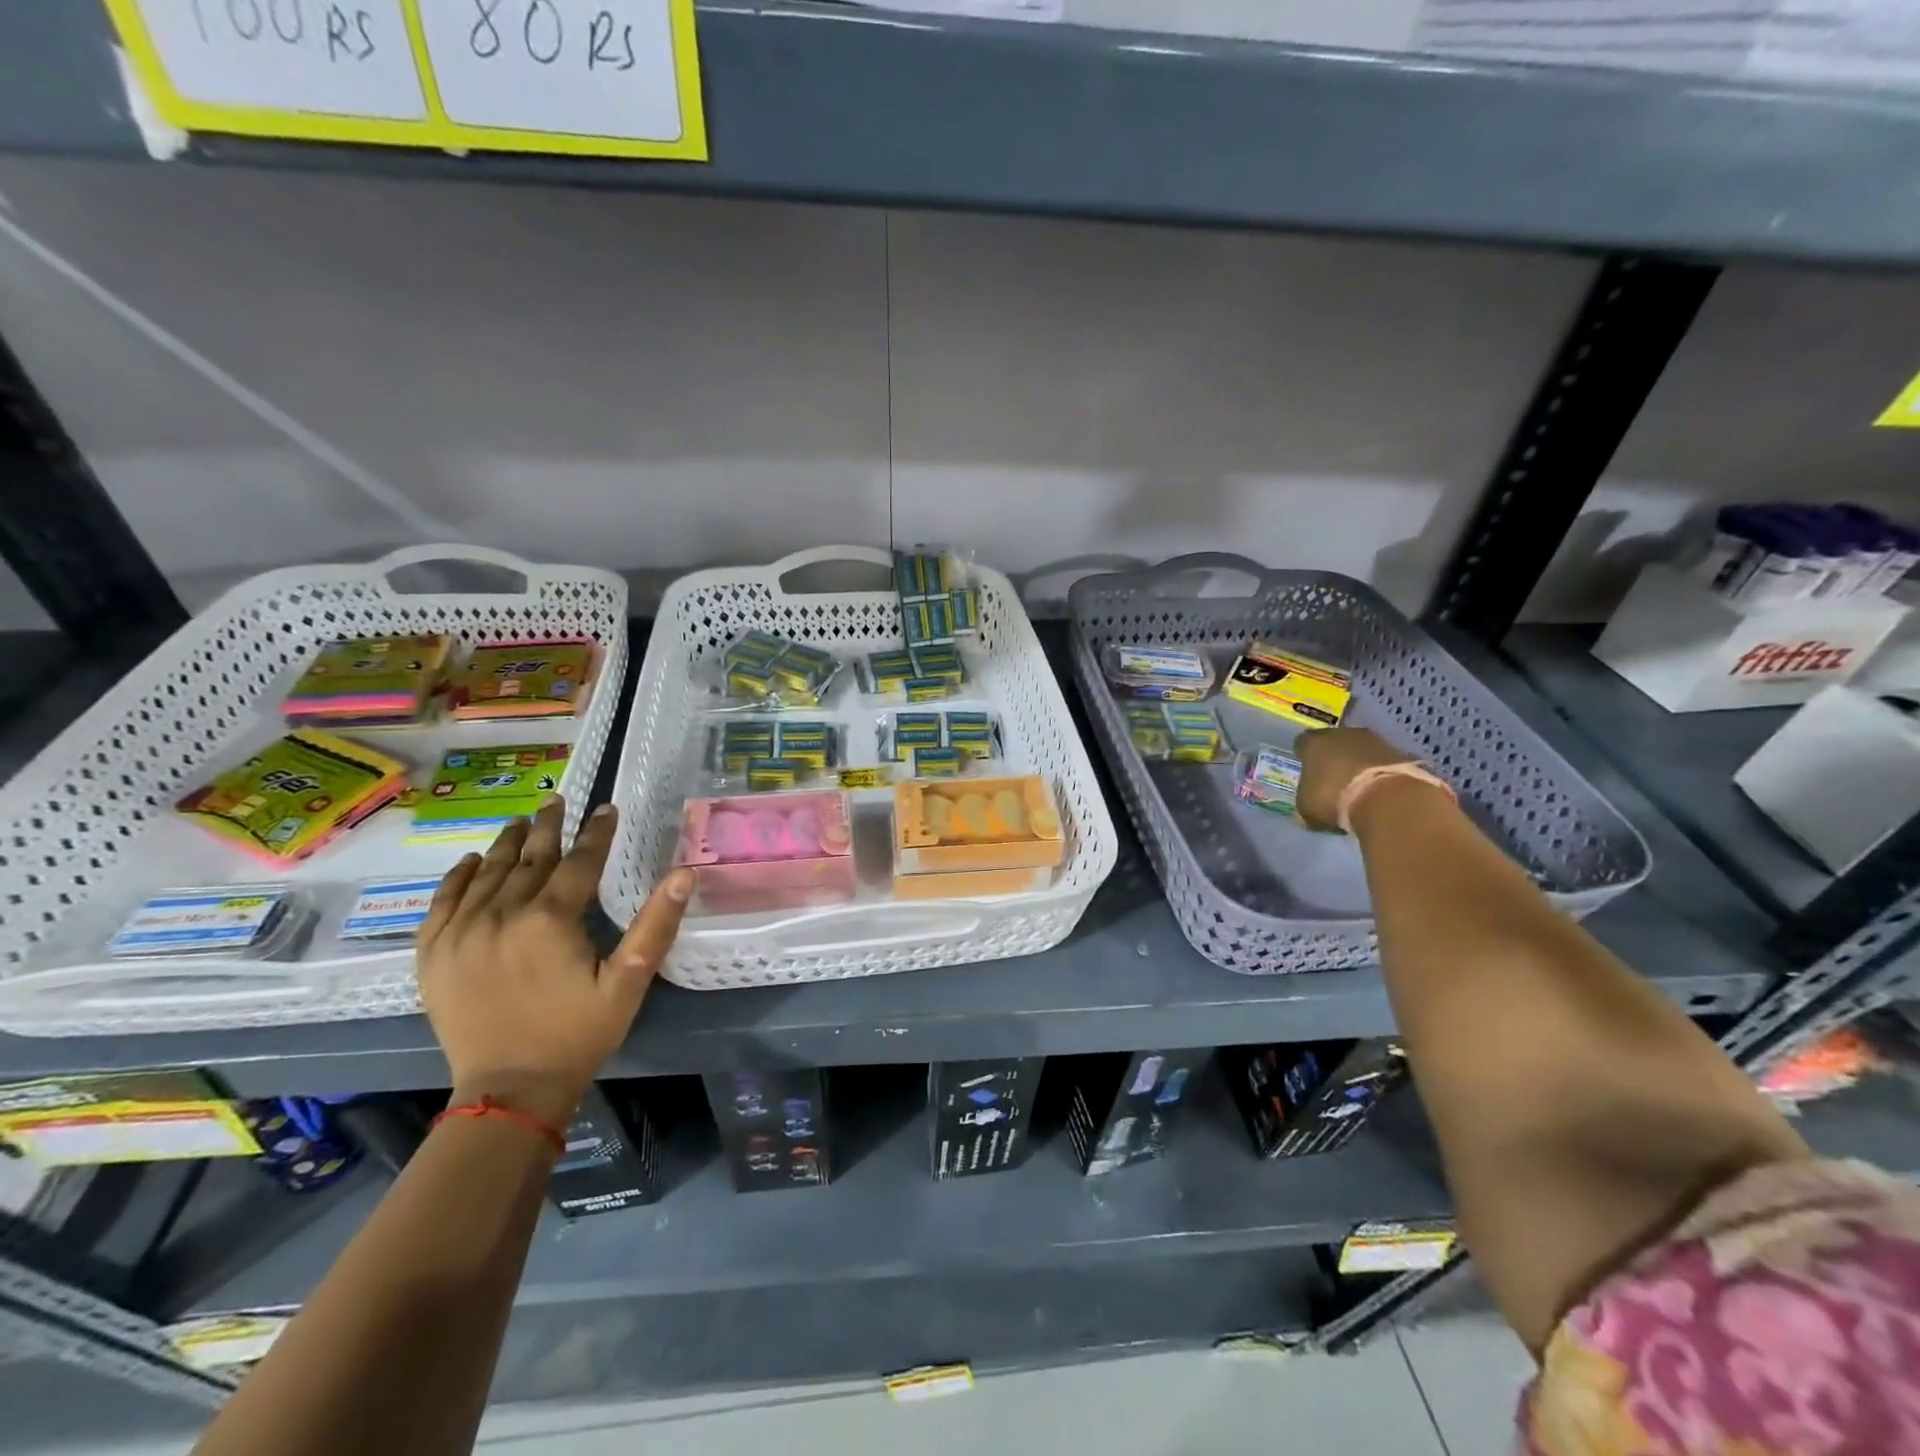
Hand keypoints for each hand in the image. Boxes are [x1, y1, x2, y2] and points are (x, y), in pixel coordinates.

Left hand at [417, 800, 693, 1127]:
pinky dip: (457, 877)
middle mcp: (501, 915)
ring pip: (486, 873)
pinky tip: (469, 862)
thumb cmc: (578, 1034)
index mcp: (551, 919)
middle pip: (528, 858)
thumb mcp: (629, 982)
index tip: (606, 808)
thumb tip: (684, 872)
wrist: (509, 1092)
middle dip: (547, 827)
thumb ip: (656, 924)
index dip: (597, 832)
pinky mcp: (434, 955)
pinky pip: (442, 902)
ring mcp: (461, 933)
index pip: (579, 861)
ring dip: (506, 844)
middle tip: (557, 801)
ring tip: (521, 822)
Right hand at [1293, 726, 1415, 832]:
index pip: (1303, 743)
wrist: (1387, 800)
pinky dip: (1380, 773)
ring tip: (1359, 789)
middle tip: (1333, 780)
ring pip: (1361, 750)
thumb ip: (1306, 800)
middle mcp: (1342, 734)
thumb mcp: (1307, 808)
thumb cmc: (1334, 799)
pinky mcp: (1401, 753)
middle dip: (1333, 758)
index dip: (1304, 757)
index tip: (1306, 770)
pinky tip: (1379, 792)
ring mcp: (1375, 741)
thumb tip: (1310, 803)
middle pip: (1334, 742)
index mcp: (1314, 743)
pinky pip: (1383, 762)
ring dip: (1359, 765)